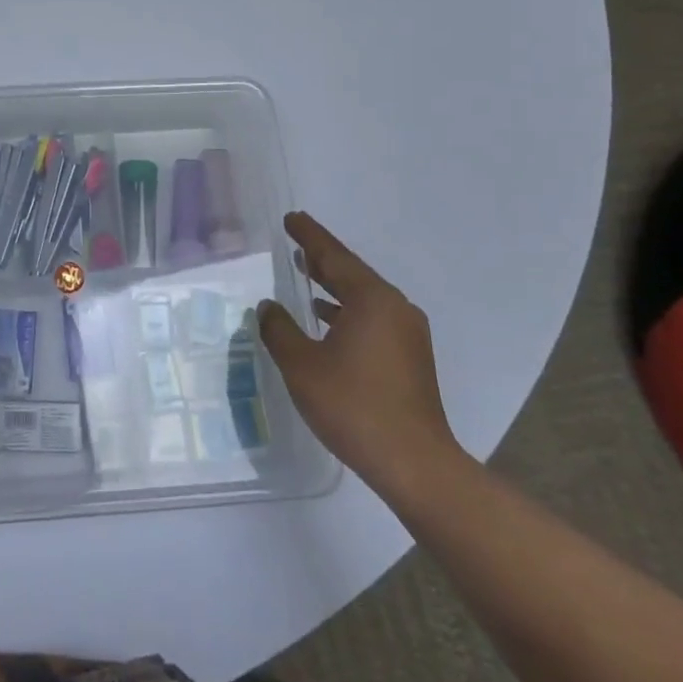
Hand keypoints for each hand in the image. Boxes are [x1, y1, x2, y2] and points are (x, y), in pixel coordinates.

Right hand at [258, 211, 461, 497]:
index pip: (334, 256)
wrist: (414, 464)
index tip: (291, 218)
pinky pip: (372, 317)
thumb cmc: (354, 406)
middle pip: (351, 272)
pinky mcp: (410, 356)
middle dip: (322, 257)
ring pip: (363, 296)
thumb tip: (268, 307)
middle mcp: (394, 307)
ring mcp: (407, 332)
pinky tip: (327, 319)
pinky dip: (347, 310)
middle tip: (295, 241)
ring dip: (333, 284)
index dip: (309, 236)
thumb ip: (279, 330)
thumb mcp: (302, 366)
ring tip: (306, 273)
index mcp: (371, 299)